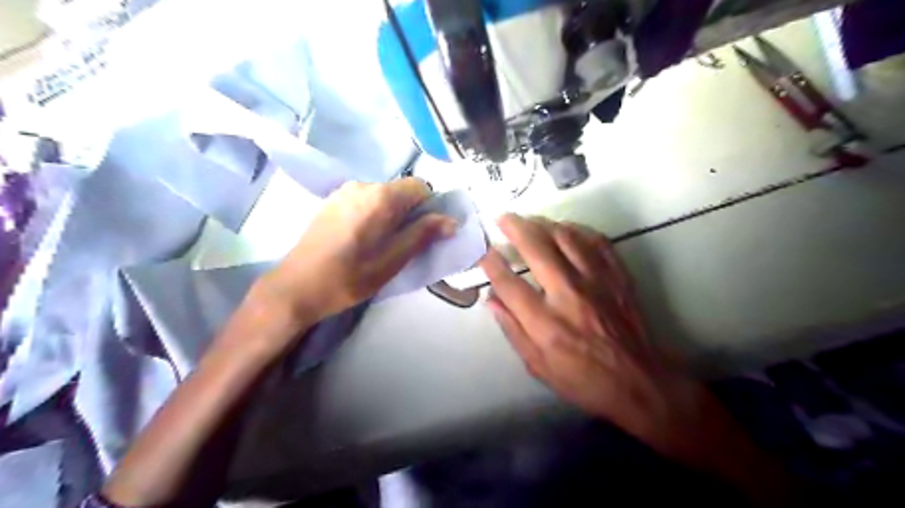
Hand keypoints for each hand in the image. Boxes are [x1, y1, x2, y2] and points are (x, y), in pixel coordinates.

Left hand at [262, 181, 459, 324]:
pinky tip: (362, 239)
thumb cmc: (349, 278)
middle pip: (401, 190)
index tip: (424, 234)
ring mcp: (343, 191)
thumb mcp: (393, 260)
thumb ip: (422, 235)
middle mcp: (362, 185)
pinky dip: (374, 214)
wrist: (296, 287)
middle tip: (404, 244)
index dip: (429, 208)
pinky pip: (365, 200)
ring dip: (392, 215)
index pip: (420, 187)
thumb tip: (451, 220)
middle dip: (410, 213)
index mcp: (380, 196)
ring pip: (383, 196)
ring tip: (381, 245)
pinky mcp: (331, 201)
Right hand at [485, 215, 710, 452]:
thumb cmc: (583, 379)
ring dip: (544, 223)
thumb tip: (491, 299)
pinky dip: (577, 229)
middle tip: (502, 218)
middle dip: (515, 227)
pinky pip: (596, 240)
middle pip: (537, 248)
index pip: (509, 284)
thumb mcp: (538, 366)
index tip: (483, 251)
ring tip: (530, 220)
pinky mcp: (617, 275)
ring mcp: (597, 281)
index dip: (492, 264)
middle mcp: (569, 294)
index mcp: (545, 322)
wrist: (639, 381)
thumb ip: (512, 330)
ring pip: (566, 236)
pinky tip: (566, 229)